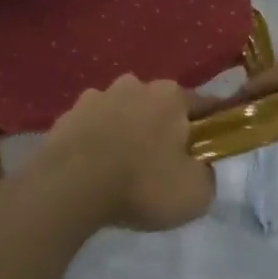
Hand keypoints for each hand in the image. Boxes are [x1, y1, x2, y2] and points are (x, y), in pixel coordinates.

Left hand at [31, 76, 214, 231]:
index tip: (209, 146)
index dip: (209, 126)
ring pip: (122, 112)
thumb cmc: (142, 183)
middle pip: (158, 106)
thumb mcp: (195, 193)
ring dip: (126, 131)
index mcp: (170, 95)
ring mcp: (97, 96)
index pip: (202, 104)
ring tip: (123, 167)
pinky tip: (95, 168)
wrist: (71, 185)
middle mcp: (134, 85)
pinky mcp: (68, 114)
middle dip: (162, 127)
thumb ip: (206, 174)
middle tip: (162, 164)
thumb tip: (199, 167)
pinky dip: (97, 141)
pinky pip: (92, 126)